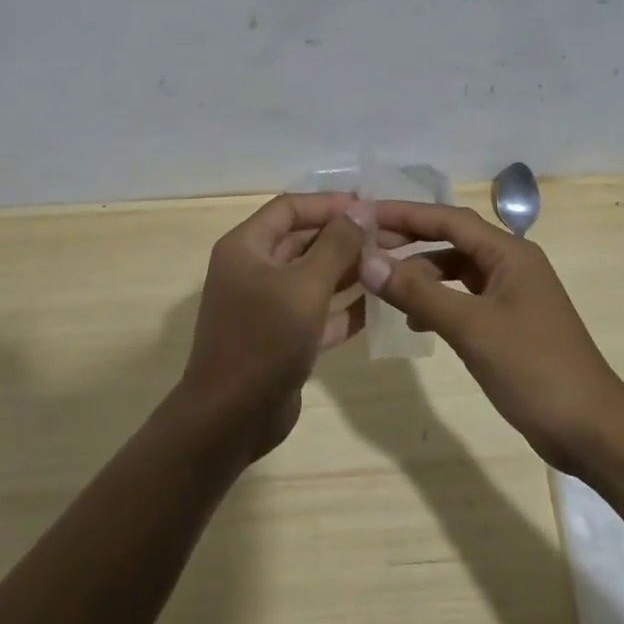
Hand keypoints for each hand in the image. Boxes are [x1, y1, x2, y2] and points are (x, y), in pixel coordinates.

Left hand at [177, 194, 366, 461]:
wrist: (230, 419)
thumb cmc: (264, 340)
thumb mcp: (305, 286)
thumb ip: (336, 245)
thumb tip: (361, 209)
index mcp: (246, 247)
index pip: (290, 208)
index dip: (329, 204)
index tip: (370, 206)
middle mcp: (253, 269)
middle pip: (304, 241)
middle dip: (346, 238)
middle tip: (392, 238)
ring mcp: (267, 306)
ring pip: (313, 277)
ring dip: (350, 271)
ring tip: (393, 266)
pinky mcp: (282, 338)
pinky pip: (317, 312)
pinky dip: (344, 308)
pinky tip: (381, 306)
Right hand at [366, 201, 623, 472]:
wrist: (593, 430)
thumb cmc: (534, 368)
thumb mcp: (471, 328)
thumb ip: (418, 292)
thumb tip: (368, 262)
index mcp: (509, 252)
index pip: (447, 218)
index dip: (404, 213)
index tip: (363, 215)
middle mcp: (510, 263)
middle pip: (450, 239)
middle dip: (409, 241)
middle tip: (365, 247)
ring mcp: (511, 294)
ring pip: (456, 270)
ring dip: (421, 274)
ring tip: (384, 287)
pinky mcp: (509, 322)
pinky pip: (464, 298)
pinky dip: (438, 302)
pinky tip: (417, 321)